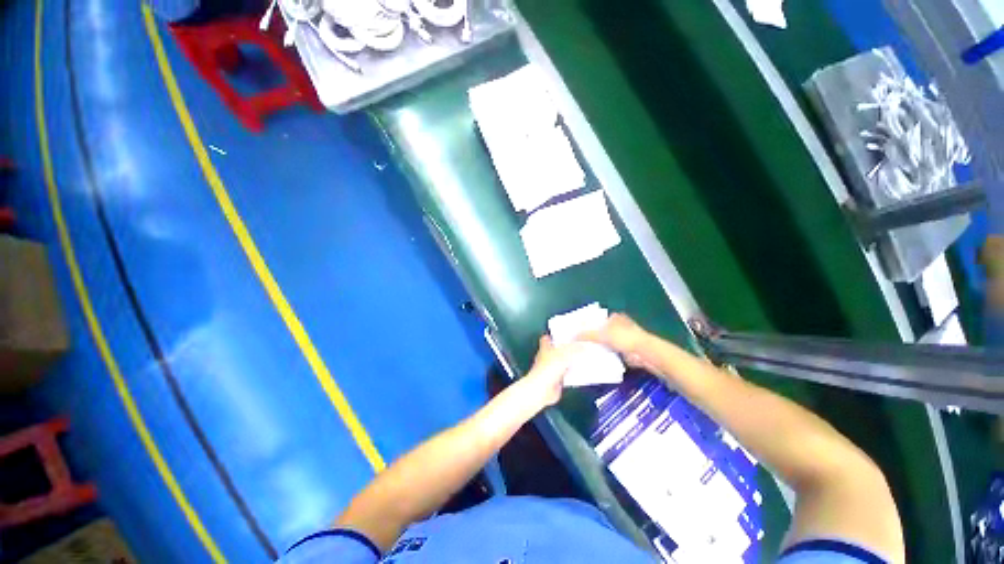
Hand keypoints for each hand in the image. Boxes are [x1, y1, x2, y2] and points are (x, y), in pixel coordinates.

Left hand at [520, 336, 578, 408]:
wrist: (543, 389)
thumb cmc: (549, 369)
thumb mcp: (565, 353)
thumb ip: (575, 348)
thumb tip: (584, 345)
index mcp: (545, 347)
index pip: (548, 338)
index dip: (555, 335)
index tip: (565, 333)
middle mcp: (546, 357)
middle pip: (557, 350)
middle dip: (566, 349)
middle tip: (579, 346)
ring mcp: (551, 369)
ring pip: (562, 363)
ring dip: (571, 362)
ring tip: (584, 358)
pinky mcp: (555, 380)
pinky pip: (566, 375)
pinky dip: (573, 374)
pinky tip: (582, 373)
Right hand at [579, 313, 656, 370]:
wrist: (643, 352)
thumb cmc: (623, 337)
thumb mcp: (601, 334)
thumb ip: (586, 335)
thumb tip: (571, 336)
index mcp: (614, 317)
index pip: (597, 319)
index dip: (588, 324)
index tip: (577, 331)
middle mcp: (619, 326)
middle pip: (601, 331)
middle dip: (592, 337)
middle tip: (578, 343)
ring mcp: (623, 339)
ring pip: (606, 342)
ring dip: (598, 347)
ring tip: (583, 352)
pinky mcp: (626, 351)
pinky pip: (611, 352)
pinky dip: (605, 355)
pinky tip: (595, 359)